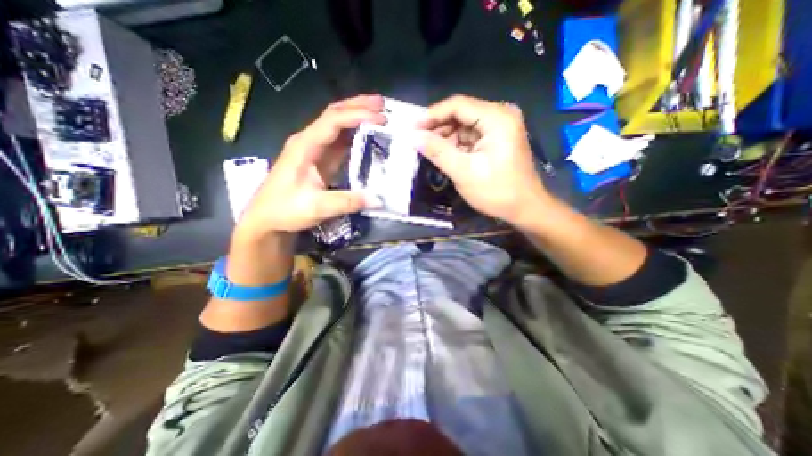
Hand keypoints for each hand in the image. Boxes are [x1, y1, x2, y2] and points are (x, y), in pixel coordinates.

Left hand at [235, 94, 385, 241]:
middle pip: (334, 114)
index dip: (357, 115)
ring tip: (379, 116)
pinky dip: (355, 136)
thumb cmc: (285, 210)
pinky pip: (339, 142)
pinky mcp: (320, 160)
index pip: (332, 121)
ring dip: (357, 118)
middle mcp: (309, 141)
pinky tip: (367, 136)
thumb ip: (347, 202)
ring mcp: (314, 150)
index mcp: (304, 146)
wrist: (266, 219)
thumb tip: (378, 200)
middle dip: (358, 106)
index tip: (380, 118)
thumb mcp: (316, 207)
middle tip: (382, 105)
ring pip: (337, 126)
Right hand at [414, 92, 547, 227]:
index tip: (412, 129)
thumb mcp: (463, 172)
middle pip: (461, 113)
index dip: (431, 115)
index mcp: (497, 118)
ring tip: (428, 150)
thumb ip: (437, 152)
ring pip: (464, 125)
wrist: (524, 208)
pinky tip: (445, 154)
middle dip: (438, 127)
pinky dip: (456, 144)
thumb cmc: (497, 192)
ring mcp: (500, 126)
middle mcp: (500, 115)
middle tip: (418, 142)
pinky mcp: (497, 138)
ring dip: (446, 137)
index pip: (457, 105)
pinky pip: (470, 135)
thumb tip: (413, 137)